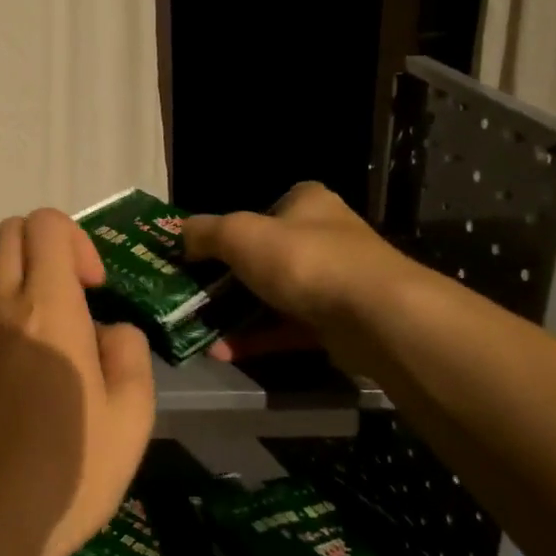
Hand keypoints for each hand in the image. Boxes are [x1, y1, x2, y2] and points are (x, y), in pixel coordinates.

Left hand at [0, 209, 156, 555]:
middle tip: (69, 296)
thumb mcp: (131, 419)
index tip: (93, 289)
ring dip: (13, 273)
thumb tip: (108, 332)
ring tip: (37, 322)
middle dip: (46, 247)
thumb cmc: (67, 473)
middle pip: (10, 232)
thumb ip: (129, 354)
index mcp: (47, 308)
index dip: (77, 241)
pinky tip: (5, 356)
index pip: (47, 224)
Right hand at [182, 181, 415, 375]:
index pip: (264, 209)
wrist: (374, 316)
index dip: (230, 230)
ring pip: (275, 296)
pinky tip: (222, 352)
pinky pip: (287, 329)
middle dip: (228, 279)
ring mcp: (333, 283)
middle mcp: (324, 237)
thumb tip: (181, 235)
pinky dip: (257, 338)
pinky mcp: (337, 324)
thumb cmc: (303, 260)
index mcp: (307, 204)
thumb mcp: (240, 235)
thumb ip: (206, 232)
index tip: (201, 254)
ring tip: (200, 328)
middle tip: (193, 295)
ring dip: (237, 313)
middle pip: (266, 256)